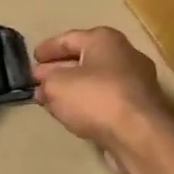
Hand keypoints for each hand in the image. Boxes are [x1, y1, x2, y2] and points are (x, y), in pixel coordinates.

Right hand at [32, 27, 173, 158]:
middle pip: (84, 58)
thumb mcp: (57, 86)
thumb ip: (46, 82)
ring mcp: (137, 81)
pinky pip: (107, 98)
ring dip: (73, 88)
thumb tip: (44, 85)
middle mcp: (125, 54)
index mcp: (104, 39)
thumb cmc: (96, 98)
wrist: (140, 135)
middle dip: (59, 69)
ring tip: (52, 99)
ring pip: (96, 79)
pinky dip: (89, 102)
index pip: (68, 38)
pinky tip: (75, 113)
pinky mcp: (141, 107)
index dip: (47, 48)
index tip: (32, 58)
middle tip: (39, 79)